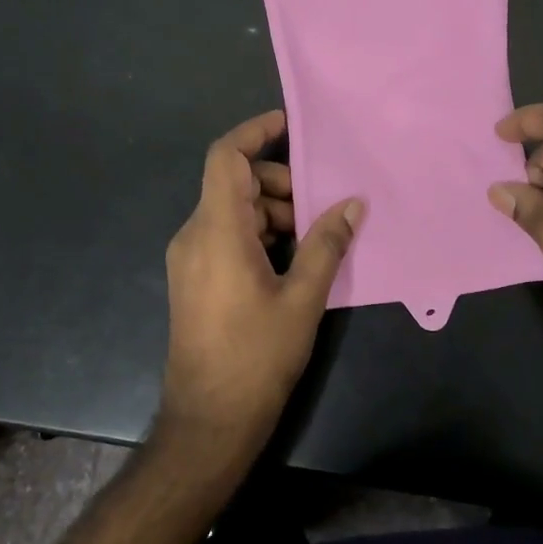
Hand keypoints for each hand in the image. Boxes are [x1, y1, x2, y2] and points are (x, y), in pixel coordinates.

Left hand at [160, 110, 362, 459]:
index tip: (289, 124)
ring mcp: (190, 258)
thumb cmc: (256, 356)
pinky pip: (225, 236)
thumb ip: (326, 245)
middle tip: (319, 207)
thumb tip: (353, 205)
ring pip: (232, 211)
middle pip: (234, 183)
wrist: (209, 419)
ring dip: (272, 212)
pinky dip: (258, 234)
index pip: (225, 157)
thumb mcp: (302, 298)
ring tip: (312, 239)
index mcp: (216, 230)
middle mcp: (194, 235)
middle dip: (278, 183)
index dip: (254, 132)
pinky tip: (291, 260)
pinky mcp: (193, 279)